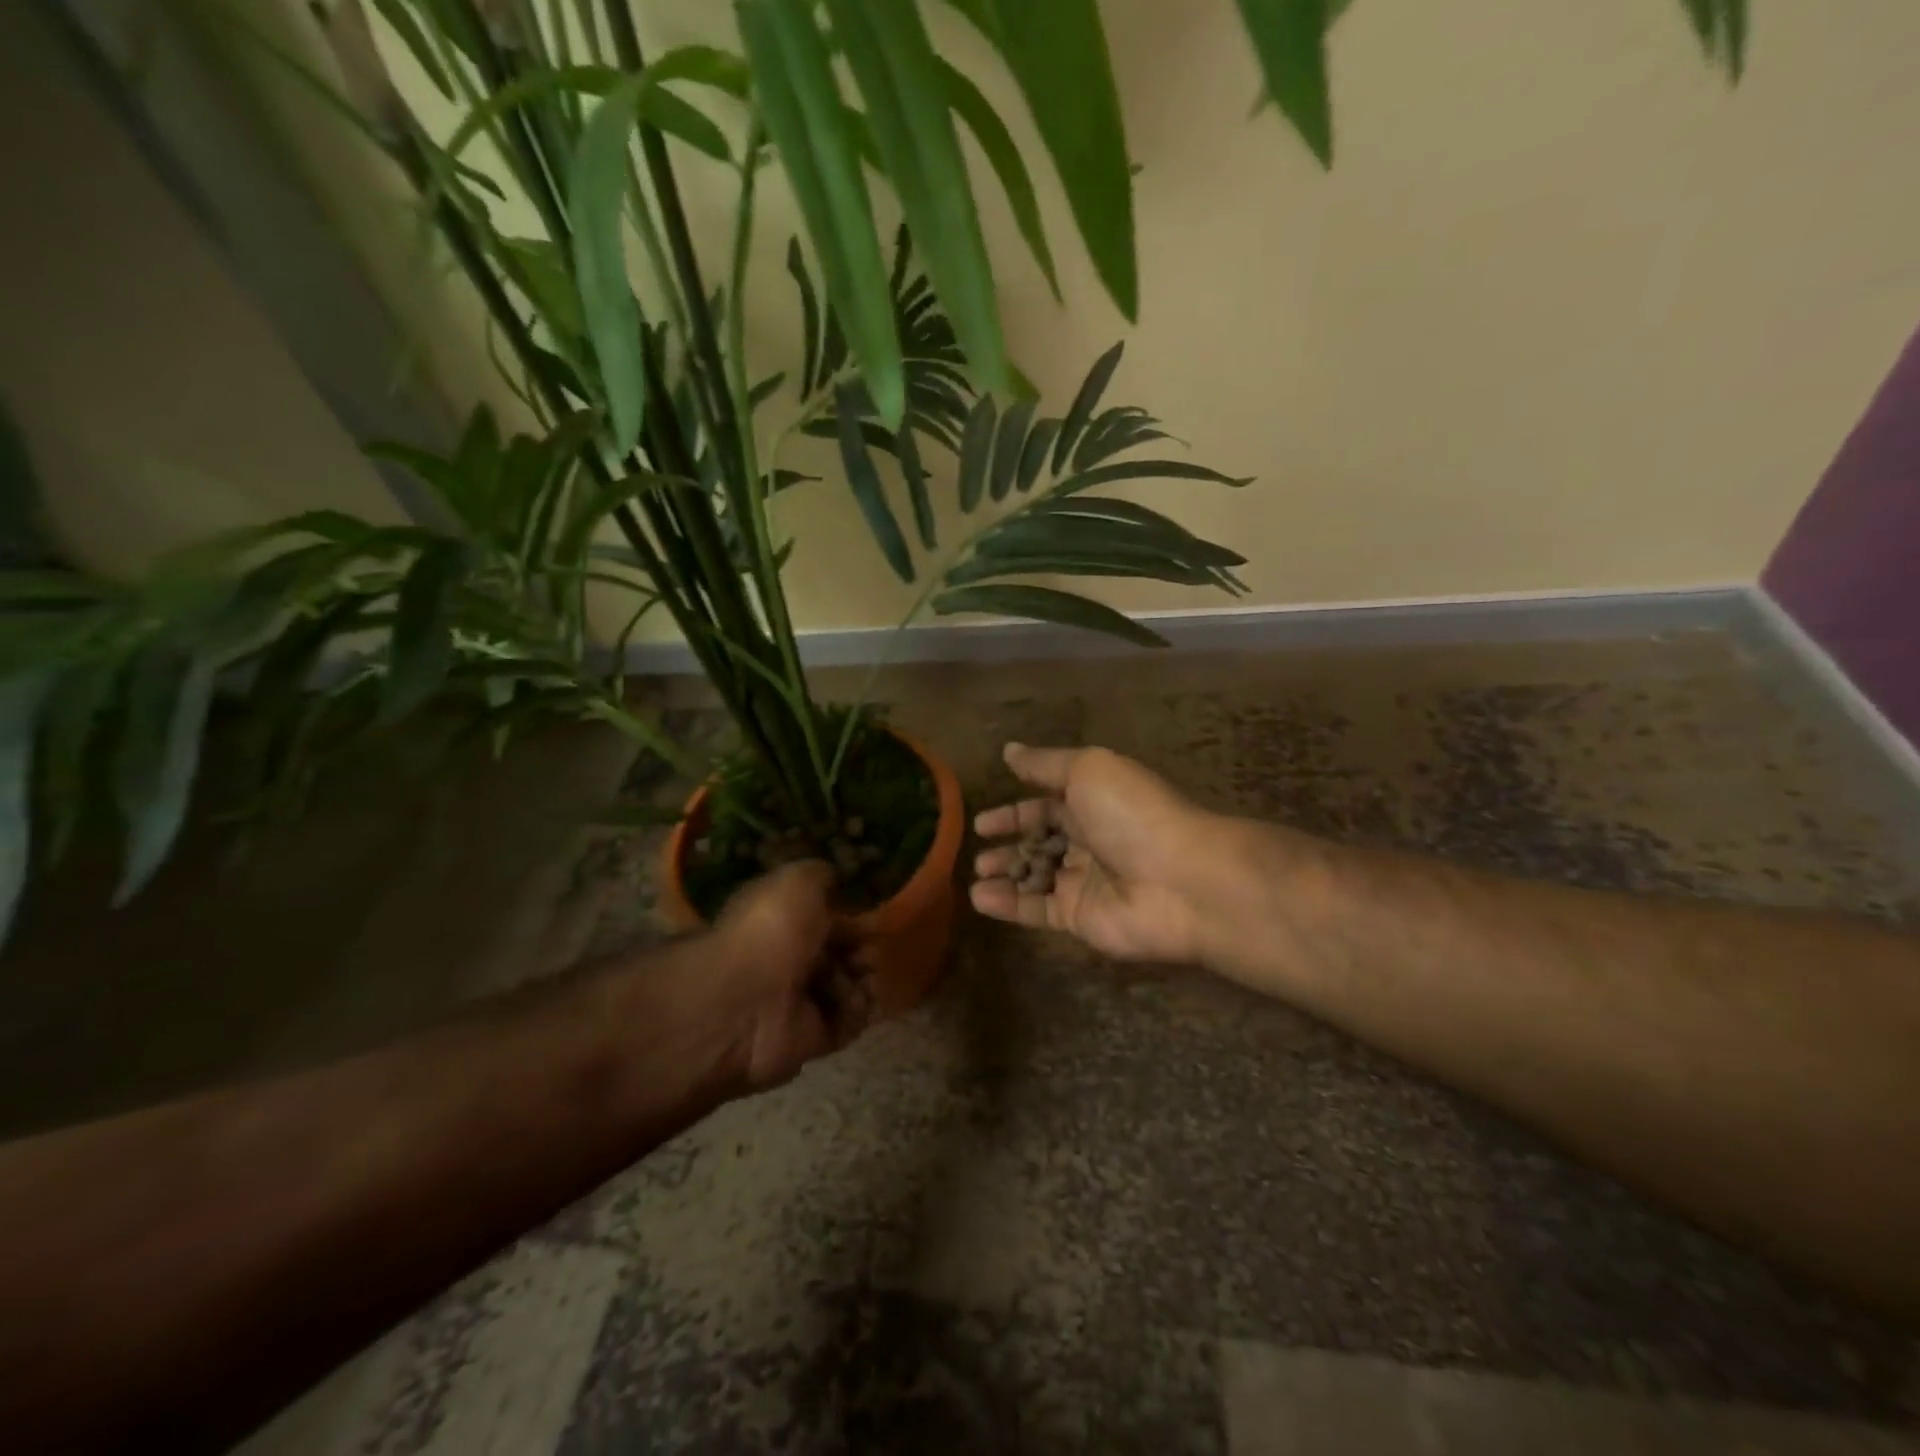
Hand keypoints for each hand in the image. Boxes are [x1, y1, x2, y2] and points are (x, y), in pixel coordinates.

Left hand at [706, 861, 867, 1090]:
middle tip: (867, 951)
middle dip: (862, 949)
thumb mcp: (798, 880)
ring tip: (862, 975)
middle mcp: (788, 960)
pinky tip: (853, 1000)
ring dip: (863, 978)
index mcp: (780, 922)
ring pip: (849, 986)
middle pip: (840, 953)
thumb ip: (822, 875)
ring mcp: (798, 1002)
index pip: (824, 919)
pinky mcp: (811, 1039)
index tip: (872, 917)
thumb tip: (837, 880)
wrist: (747, 1001)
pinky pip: (848, 1022)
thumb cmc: (772, 930)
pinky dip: (857, 1011)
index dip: (851, 916)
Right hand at [970, 743, 1225, 964]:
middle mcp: (1089, 841)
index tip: (981, 822)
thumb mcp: (1087, 770)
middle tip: (977, 852)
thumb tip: (1009, 751)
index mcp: (1093, 803)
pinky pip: (1038, 910)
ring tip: (975, 875)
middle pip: (1041, 844)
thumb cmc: (1132, 815)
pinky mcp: (1081, 918)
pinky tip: (980, 899)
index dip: (1014, 813)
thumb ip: (1045, 764)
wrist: (1180, 880)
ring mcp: (1086, 882)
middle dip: (1009, 846)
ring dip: (1005, 875)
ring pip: (1036, 878)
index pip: (1046, 807)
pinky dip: (1009, 906)